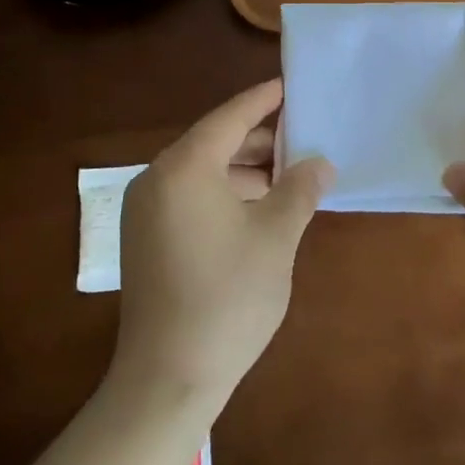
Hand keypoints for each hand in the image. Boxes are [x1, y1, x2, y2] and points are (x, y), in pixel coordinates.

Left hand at [110, 79, 334, 415]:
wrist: (167, 379)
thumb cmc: (227, 298)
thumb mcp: (276, 237)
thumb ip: (300, 190)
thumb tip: (320, 163)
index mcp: (184, 168)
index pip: (230, 117)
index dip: (263, 100)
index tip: (290, 85)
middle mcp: (156, 179)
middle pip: (213, 143)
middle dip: (259, 140)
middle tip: (302, 135)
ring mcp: (145, 211)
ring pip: (202, 172)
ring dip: (244, 170)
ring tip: (288, 174)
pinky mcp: (145, 239)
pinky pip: (189, 197)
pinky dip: (224, 193)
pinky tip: (258, 208)